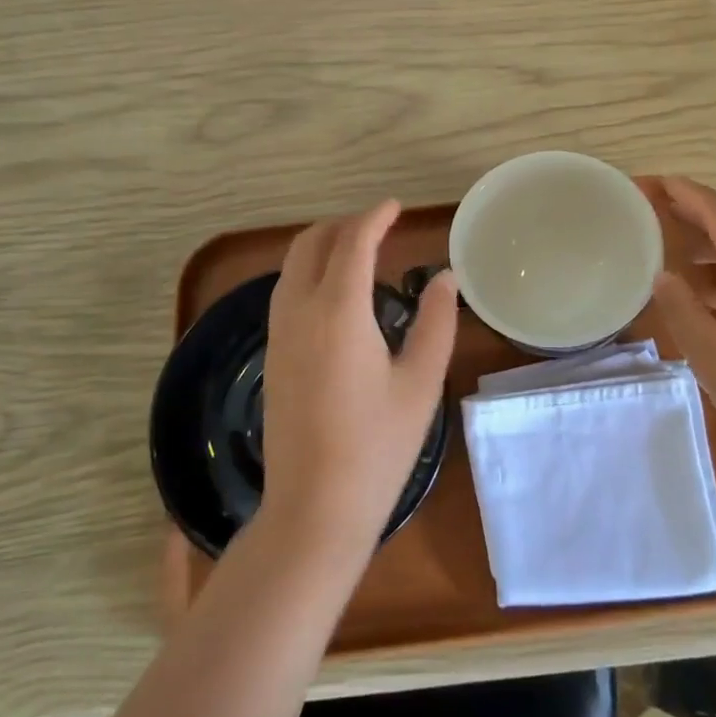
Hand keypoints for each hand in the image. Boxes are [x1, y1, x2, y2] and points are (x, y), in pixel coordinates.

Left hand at [259, 200, 458, 563]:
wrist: (314, 509)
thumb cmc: (377, 447)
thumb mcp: (420, 383)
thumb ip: (436, 322)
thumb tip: (444, 278)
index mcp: (339, 311)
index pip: (353, 243)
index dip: (375, 217)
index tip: (395, 207)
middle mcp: (299, 312)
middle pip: (310, 244)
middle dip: (342, 225)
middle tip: (378, 226)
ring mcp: (278, 335)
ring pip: (291, 267)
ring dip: (322, 248)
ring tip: (360, 254)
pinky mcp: (272, 357)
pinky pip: (286, 293)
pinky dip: (310, 274)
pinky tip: (337, 297)